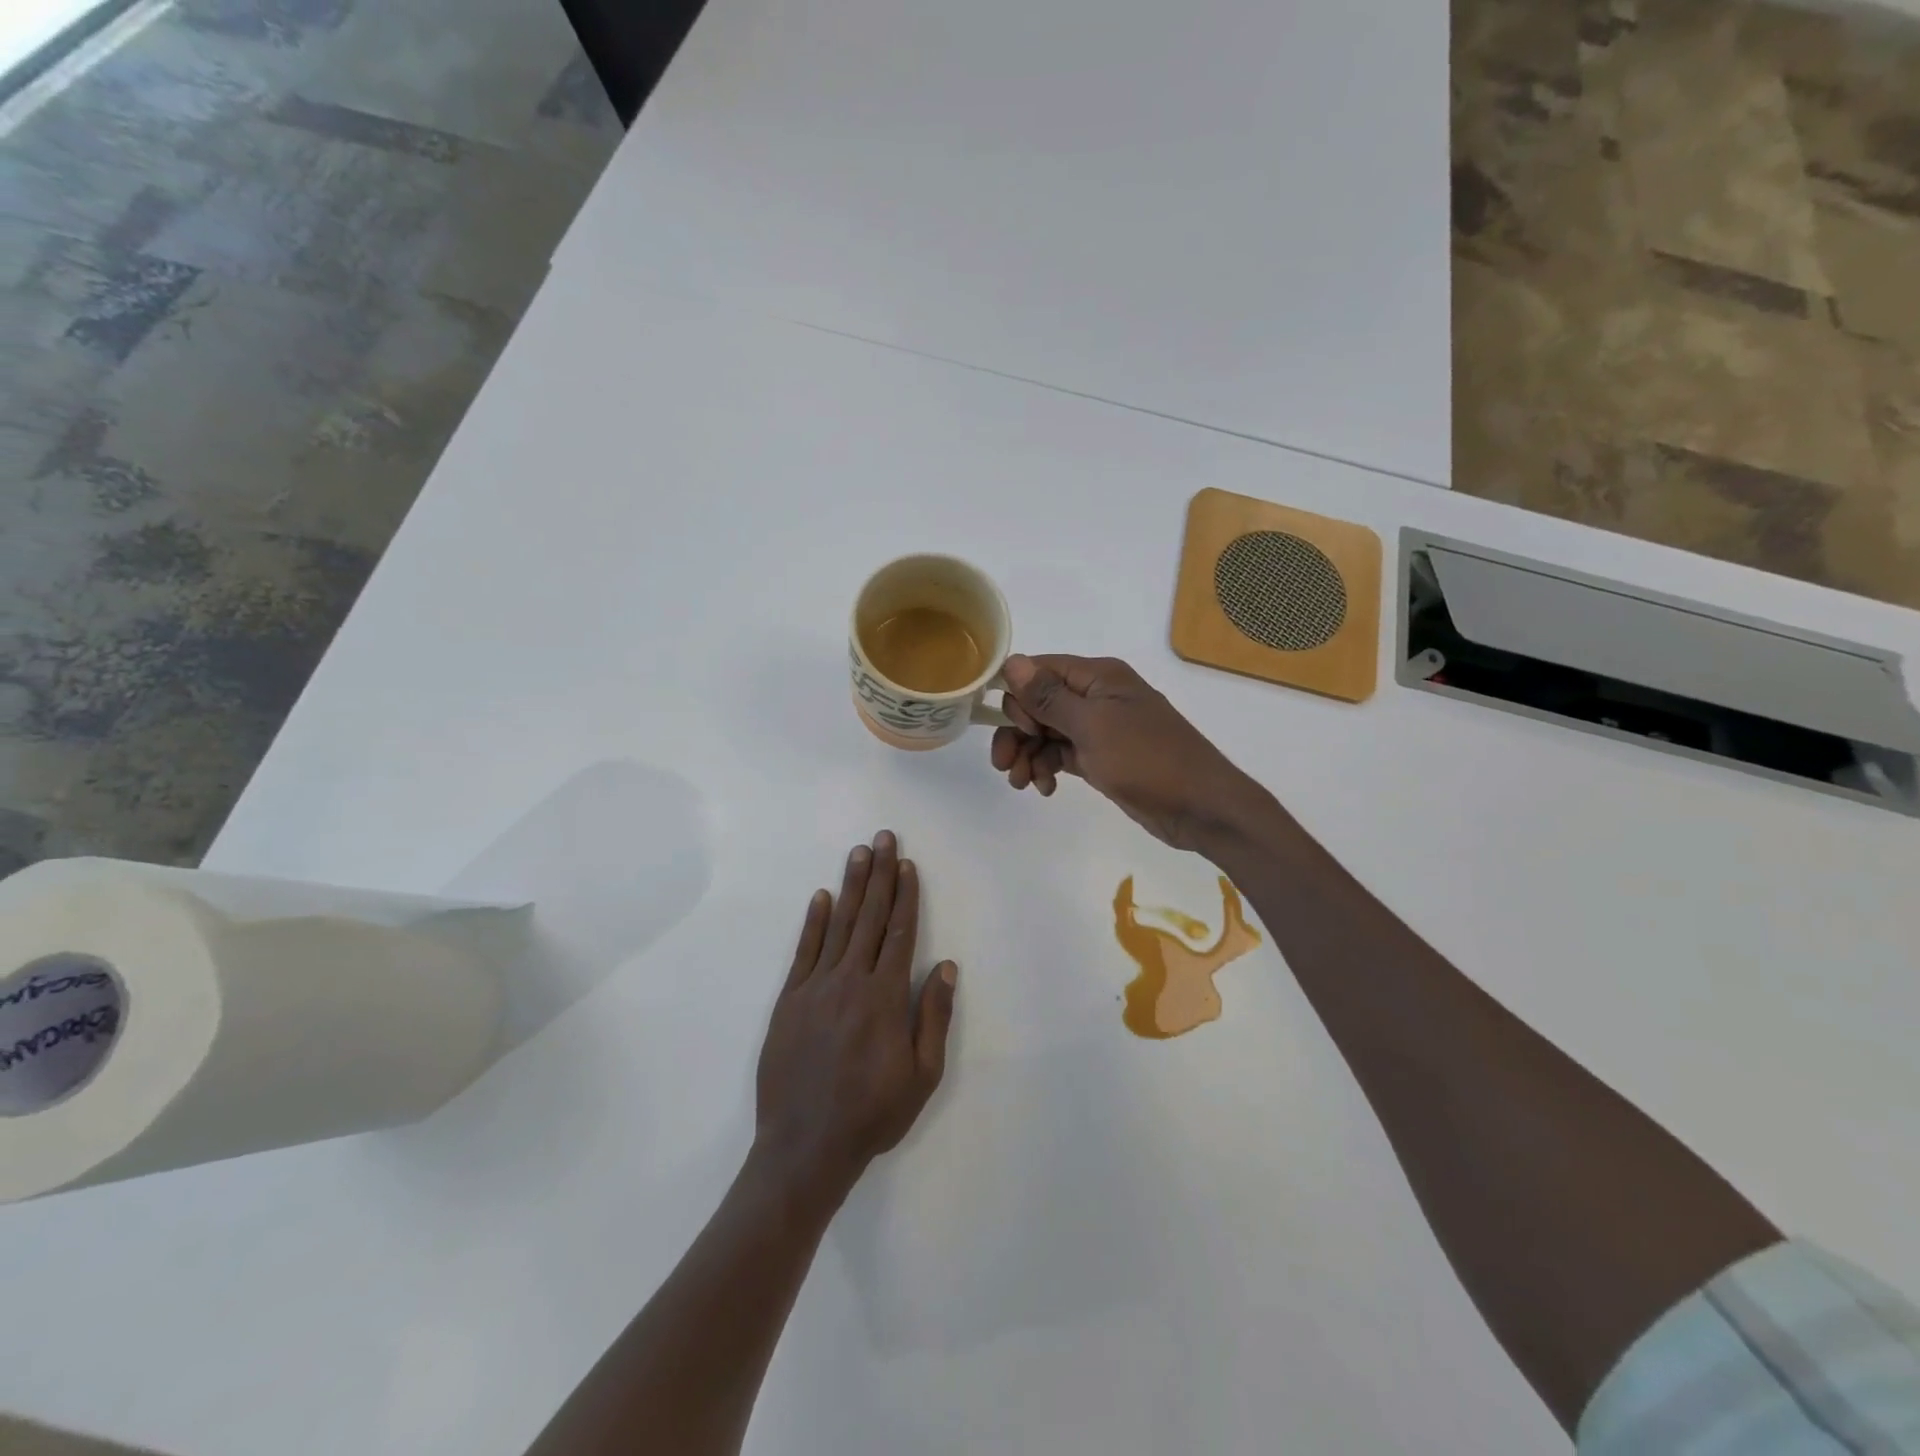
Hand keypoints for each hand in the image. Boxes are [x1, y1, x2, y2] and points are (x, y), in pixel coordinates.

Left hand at [753, 831, 957, 1207]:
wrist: (804, 1147)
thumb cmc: (872, 1114)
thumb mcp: (921, 1075)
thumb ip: (932, 1016)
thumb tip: (944, 966)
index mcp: (884, 997)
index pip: (900, 932)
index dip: (906, 895)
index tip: (908, 864)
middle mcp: (850, 981)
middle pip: (870, 918)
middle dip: (879, 875)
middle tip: (883, 838)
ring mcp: (815, 988)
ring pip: (838, 925)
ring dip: (851, 887)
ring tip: (859, 854)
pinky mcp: (789, 1001)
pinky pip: (804, 951)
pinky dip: (814, 922)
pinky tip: (822, 897)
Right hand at [990, 655, 1263, 851]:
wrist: (1200, 807)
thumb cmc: (1147, 759)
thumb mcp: (1092, 726)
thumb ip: (1049, 696)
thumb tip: (1011, 661)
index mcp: (1098, 677)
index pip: (1039, 670)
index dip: (1017, 696)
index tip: (1013, 727)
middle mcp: (1096, 696)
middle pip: (1037, 704)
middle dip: (1016, 732)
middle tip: (1004, 765)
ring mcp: (1099, 728)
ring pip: (1046, 732)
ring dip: (1027, 754)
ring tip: (1022, 783)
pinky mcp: (1101, 757)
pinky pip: (1061, 754)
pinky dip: (1047, 768)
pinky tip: (1044, 788)